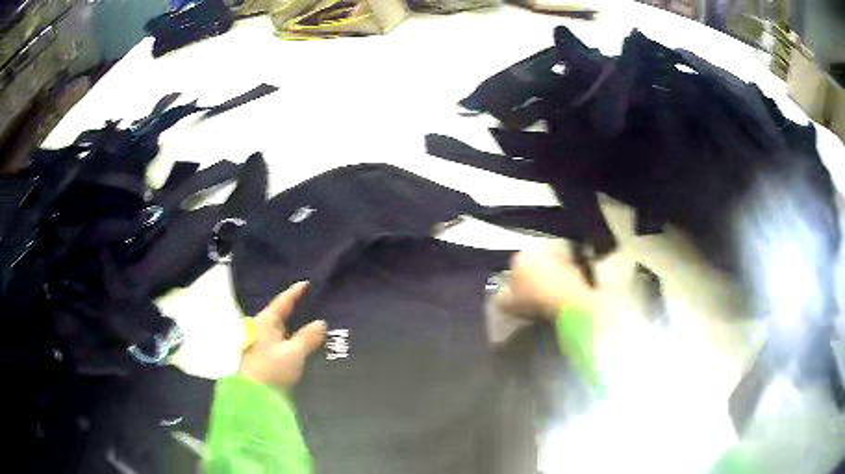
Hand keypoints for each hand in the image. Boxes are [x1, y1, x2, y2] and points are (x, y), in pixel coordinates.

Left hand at [238, 281, 326, 389]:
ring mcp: (262, 345)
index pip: (282, 302)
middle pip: (280, 316)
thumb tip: (321, 322)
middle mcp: (262, 330)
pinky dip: (293, 340)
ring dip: (295, 327)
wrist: (253, 396)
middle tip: (313, 303)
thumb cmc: (271, 369)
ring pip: (282, 331)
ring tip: (312, 323)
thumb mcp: (294, 352)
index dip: (295, 293)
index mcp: (266, 322)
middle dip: (295, 310)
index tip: (307, 283)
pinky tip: (304, 344)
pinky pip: (282, 343)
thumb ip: (308, 337)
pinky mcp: (265, 359)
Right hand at [497, 249, 594, 321]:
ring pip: (548, 268)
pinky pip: (563, 275)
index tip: (516, 296)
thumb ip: (501, 297)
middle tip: (531, 297)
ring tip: (547, 299)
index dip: (513, 283)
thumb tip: (502, 294)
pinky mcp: (576, 266)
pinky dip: (561, 284)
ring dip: (547, 279)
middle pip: (532, 265)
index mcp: (519, 257)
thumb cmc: (533, 301)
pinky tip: (559, 298)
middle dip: (531, 277)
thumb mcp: (507, 305)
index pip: (512, 267)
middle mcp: (539, 252)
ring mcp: (559, 257)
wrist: (567, 302)